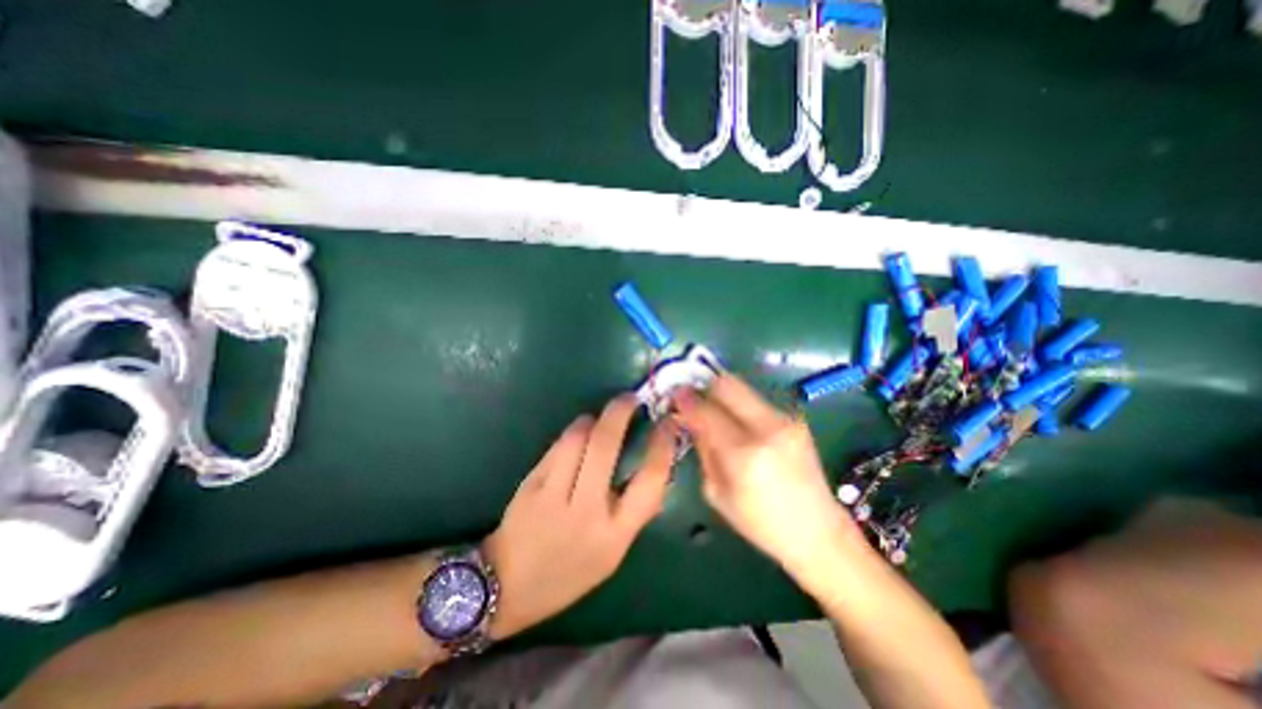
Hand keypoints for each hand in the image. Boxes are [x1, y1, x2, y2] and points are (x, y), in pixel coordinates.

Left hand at [485, 396, 679, 639]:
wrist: (508, 586)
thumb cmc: (570, 572)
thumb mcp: (614, 552)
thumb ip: (634, 512)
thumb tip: (654, 470)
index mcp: (616, 533)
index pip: (649, 480)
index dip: (662, 445)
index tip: (667, 423)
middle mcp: (587, 511)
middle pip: (606, 446)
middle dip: (619, 412)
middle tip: (630, 399)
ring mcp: (554, 495)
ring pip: (577, 439)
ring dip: (592, 420)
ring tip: (599, 418)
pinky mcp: (531, 484)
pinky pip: (557, 447)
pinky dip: (572, 433)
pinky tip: (577, 435)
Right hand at [670, 375, 869, 585]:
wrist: (818, 530)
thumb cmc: (760, 523)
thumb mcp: (717, 492)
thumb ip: (703, 449)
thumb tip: (690, 419)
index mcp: (743, 454)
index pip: (706, 411)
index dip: (686, 400)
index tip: (673, 396)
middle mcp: (767, 428)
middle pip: (727, 384)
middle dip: (703, 385)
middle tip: (691, 394)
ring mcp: (785, 420)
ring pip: (742, 388)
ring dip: (721, 394)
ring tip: (712, 409)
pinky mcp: (795, 419)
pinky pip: (756, 401)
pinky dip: (739, 405)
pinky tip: (737, 423)